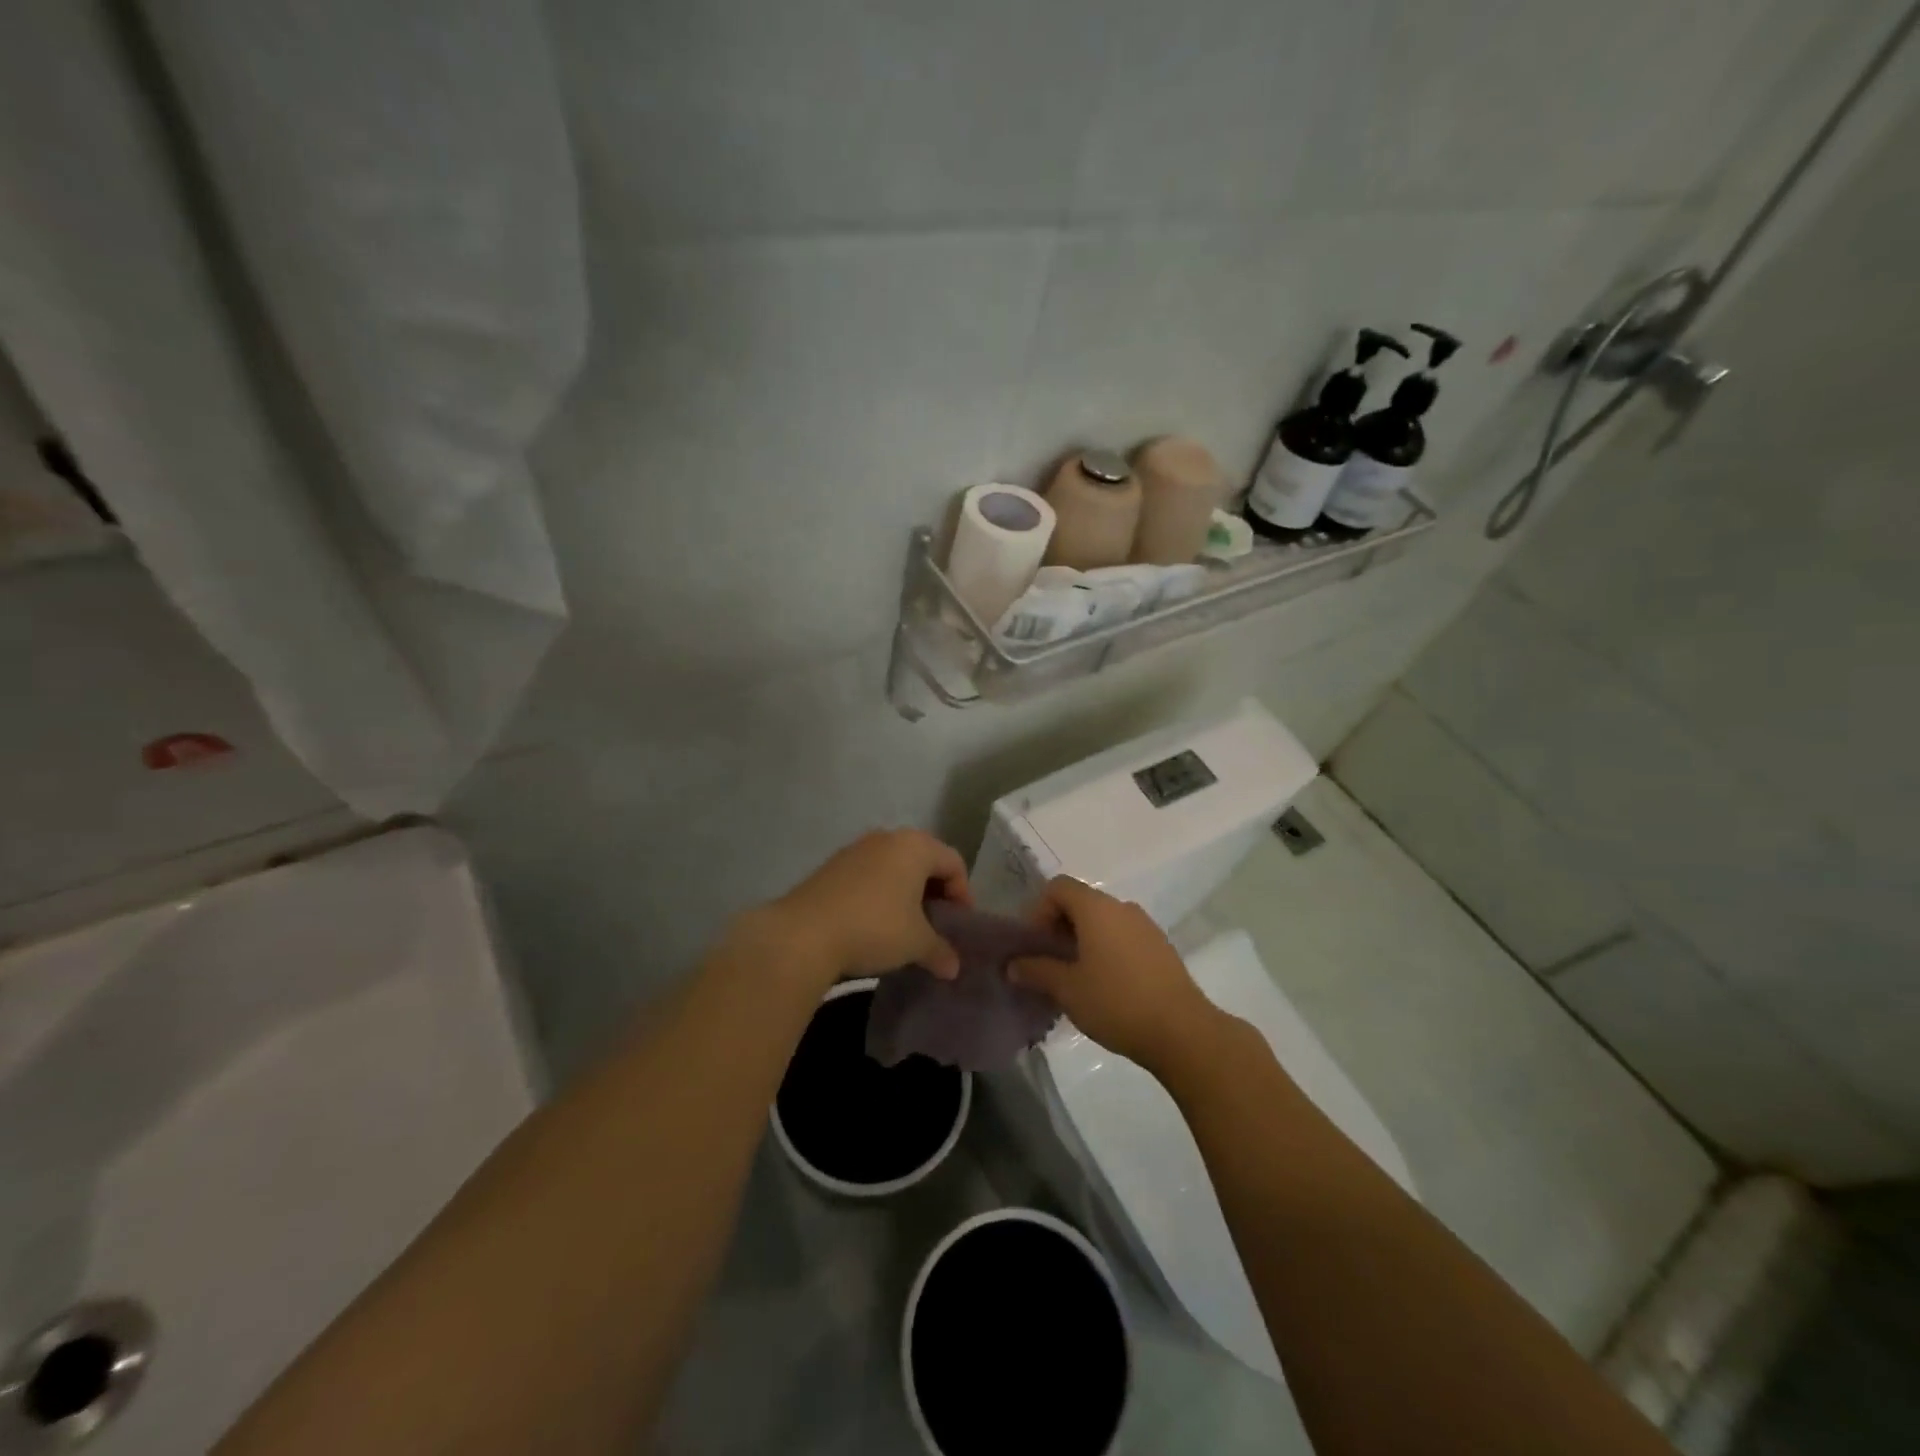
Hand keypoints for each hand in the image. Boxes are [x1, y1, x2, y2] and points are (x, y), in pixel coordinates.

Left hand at [770, 829, 970, 984]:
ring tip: (905, 927)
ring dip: (906, 894)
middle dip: (934, 892)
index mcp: (915, 846)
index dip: (963, 894)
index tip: (959, 925)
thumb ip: (940, 951)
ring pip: (894, 867)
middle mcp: (887, 838)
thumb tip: (953, 967)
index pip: (953, 863)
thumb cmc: (874, 928)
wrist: (803, 934)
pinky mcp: (832, 866)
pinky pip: (869, 875)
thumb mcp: (916, 943)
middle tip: (937, 924)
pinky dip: (880, 894)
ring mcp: (856, 849)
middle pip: (924, 860)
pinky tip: (874, 924)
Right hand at [1010, 876, 1223, 1074]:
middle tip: (1048, 963)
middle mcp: (1122, 908)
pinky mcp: (1161, 948)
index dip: (1038, 910)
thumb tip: (1013, 965)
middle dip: (1059, 927)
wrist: (1182, 1031)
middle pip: (1081, 902)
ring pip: (1104, 921)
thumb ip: (1037, 971)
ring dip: (1083, 940)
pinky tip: (1105, 986)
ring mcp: (1146, 926)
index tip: (1034, 944)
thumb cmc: (1116, 1002)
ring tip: (1075, 978)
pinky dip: (1106, 950)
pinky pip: (1123, 937)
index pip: (1058, 887)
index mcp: (1096, 908)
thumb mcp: (1068, 989)